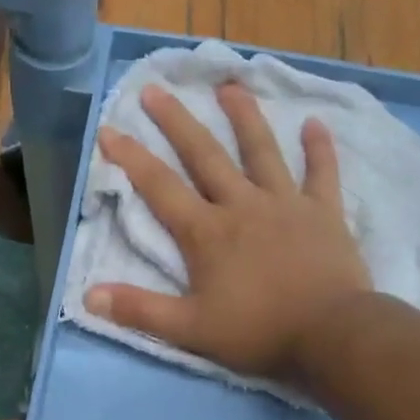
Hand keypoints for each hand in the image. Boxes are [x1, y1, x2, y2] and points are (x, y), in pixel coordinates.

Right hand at [86, 83, 372, 387]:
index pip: (160, 188)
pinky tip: (316, 123)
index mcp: (207, 233)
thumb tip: (88, 296)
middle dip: (177, 122)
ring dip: (244, 117)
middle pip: (205, 155)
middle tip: (157, 88)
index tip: (109, 128)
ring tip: (230, 86)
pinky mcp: (324, 213)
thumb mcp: (190, 329)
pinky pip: (322, 173)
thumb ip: (140, 310)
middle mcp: (242, 205)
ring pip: (261, 151)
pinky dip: (319, 149)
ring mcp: (286, 204)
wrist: (331, 333)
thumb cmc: (257, 332)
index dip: (131, 158)